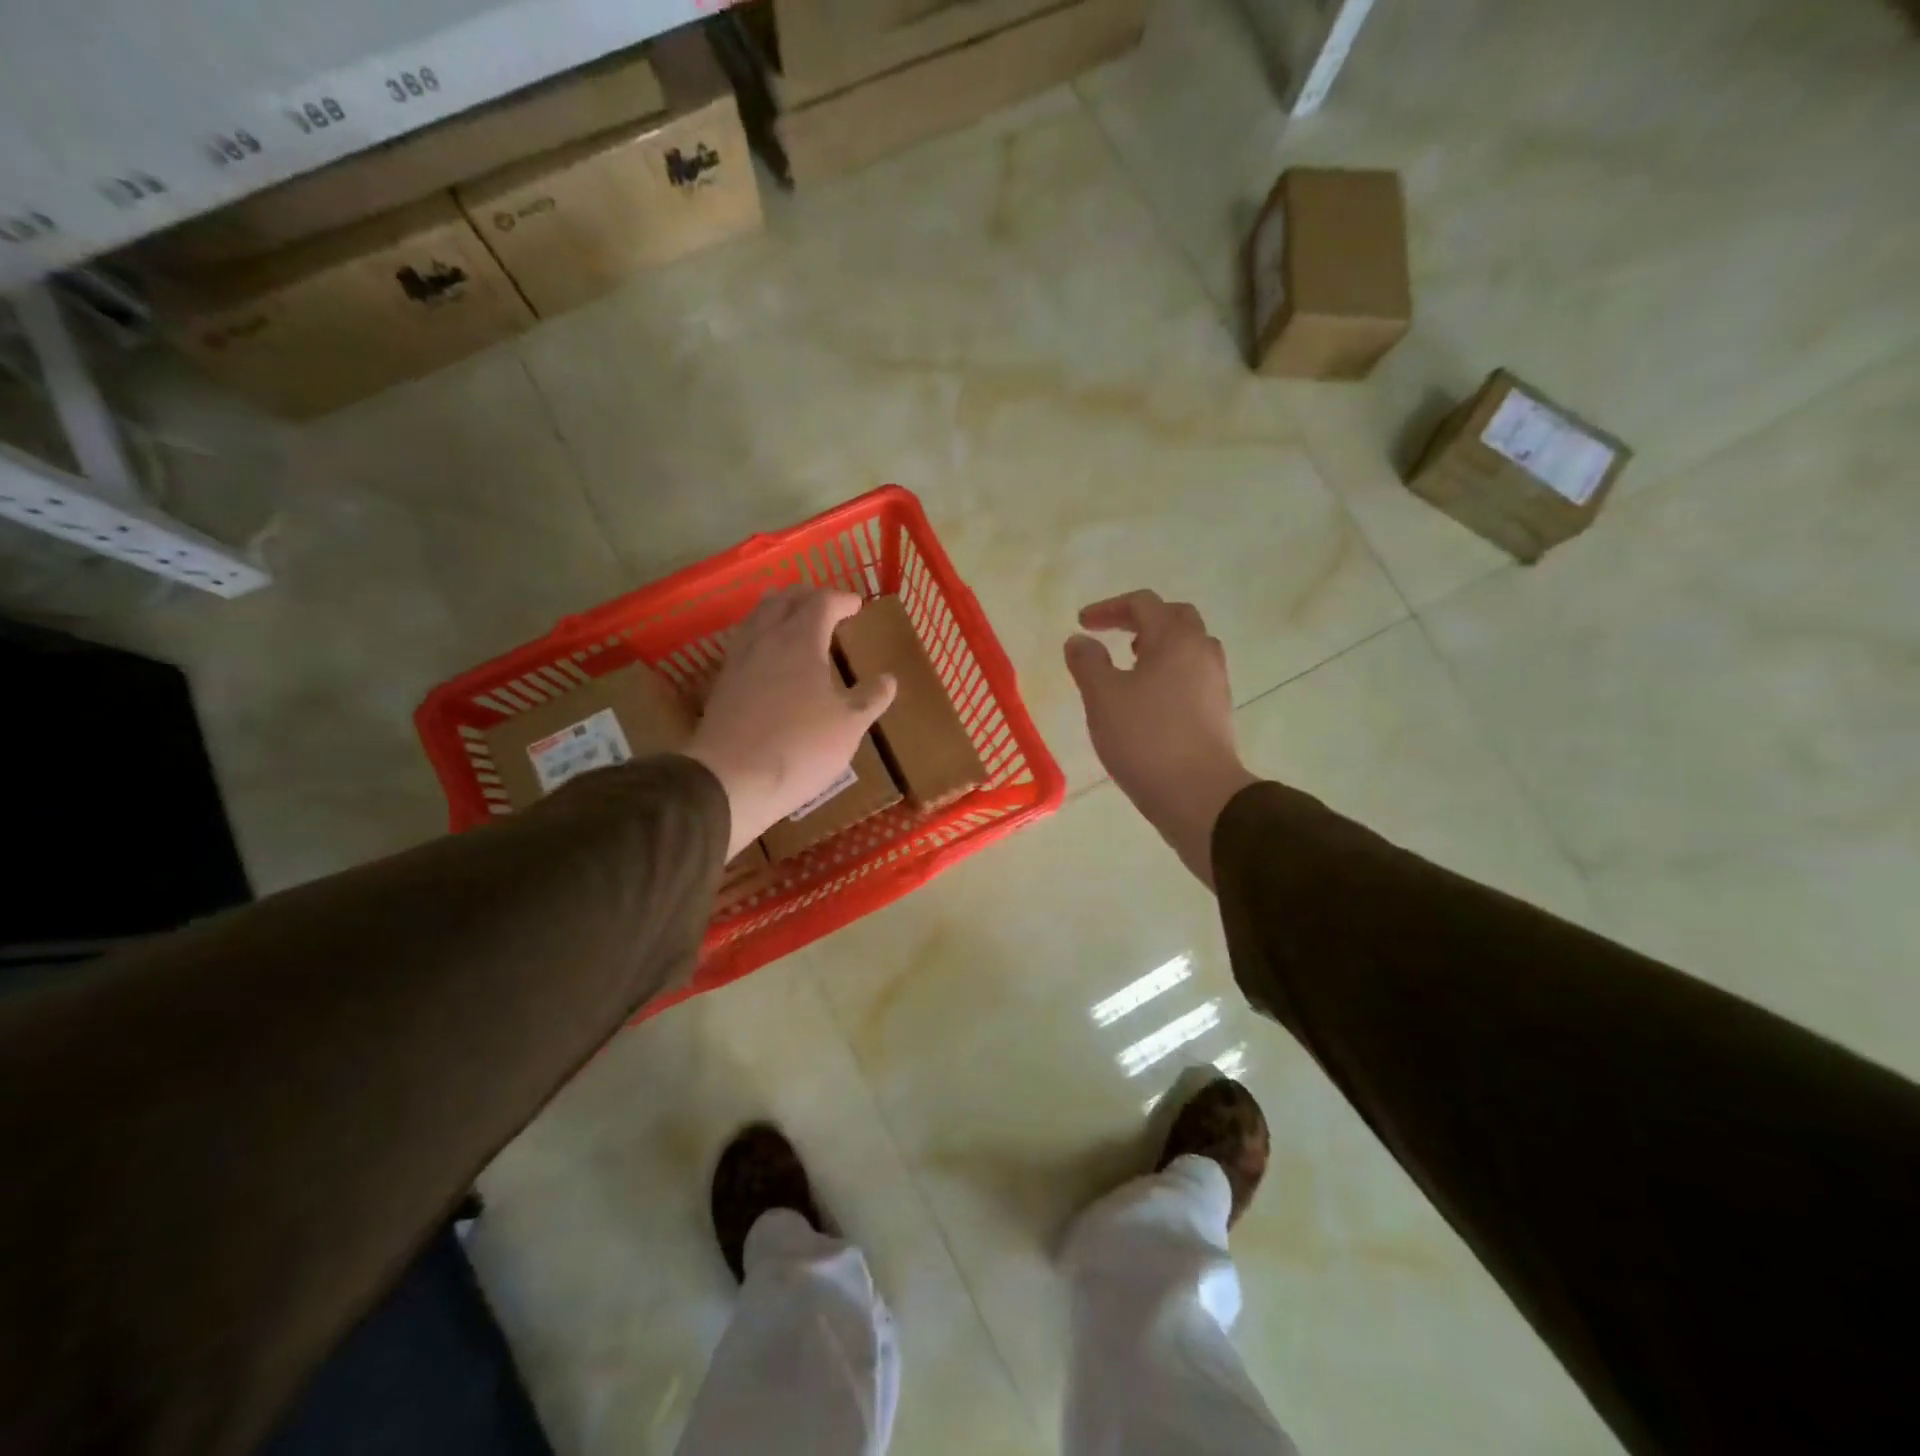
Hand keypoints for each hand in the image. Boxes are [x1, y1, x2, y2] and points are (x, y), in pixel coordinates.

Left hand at [688, 587, 896, 858]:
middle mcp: (765, 639)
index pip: (822, 602)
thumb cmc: (800, 747)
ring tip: (795, 621)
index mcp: (800, 640)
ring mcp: (739, 660)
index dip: (842, 599)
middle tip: (826, 604)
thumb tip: (888, 679)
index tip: (857, 605)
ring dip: (779, 611)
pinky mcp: (722, 684)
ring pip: (757, 617)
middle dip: (807, 596)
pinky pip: (744, 642)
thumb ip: (870, 698)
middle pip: (783, 600)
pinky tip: (770, 657)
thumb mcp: (849, 726)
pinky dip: (762, 636)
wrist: (730, 780)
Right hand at [1065, 591, 1256, 888]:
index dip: (1109, 608)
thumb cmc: (1146, 739)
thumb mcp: (1103, 697)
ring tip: (1130, 665)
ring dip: (1158, 646)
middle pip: (1174, 618)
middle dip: (1140, 620)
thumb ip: (1087, 662)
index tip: (1083, 623)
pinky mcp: (1217, 711)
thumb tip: (1079, 641)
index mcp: (1175, 640)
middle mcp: (1202, 652)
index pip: (1143, 604)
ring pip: (1188, 648)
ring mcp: (1215, 683)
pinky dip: (1168, 672)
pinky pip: (1192, 676)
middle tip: (1114, 634)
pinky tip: (1147, 699)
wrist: (1199, 795)